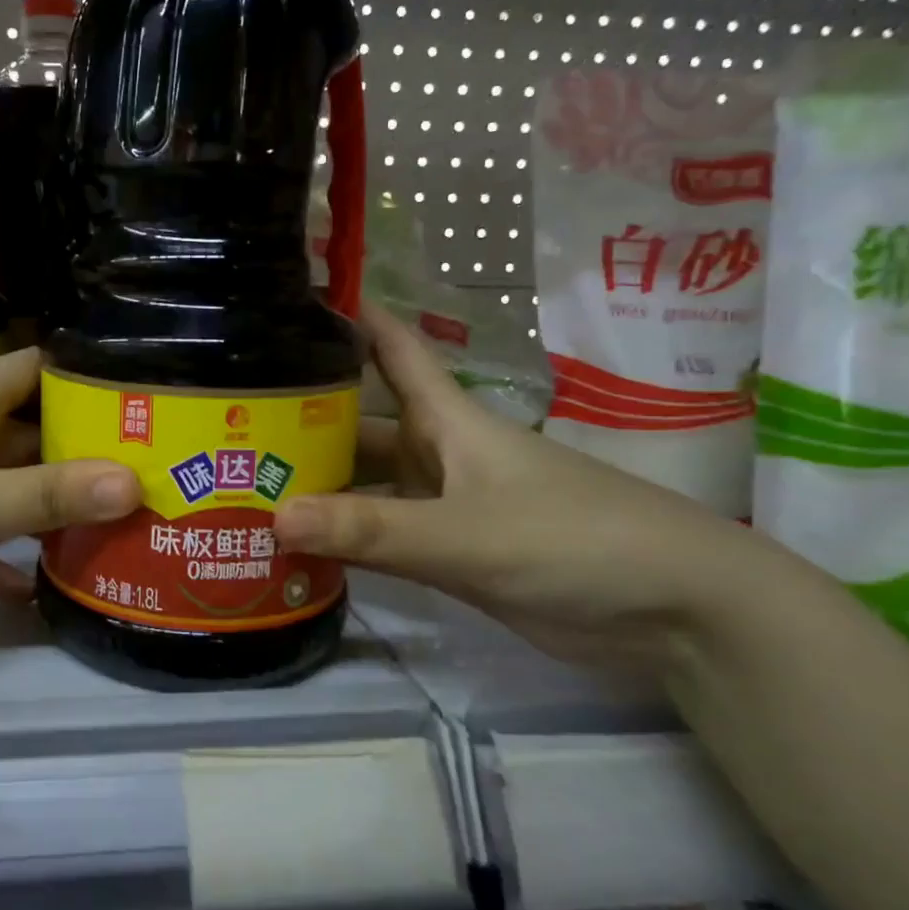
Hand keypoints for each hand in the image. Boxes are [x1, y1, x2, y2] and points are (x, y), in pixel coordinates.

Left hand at [0, 348, 139, 622]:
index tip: (133, 397)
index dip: (82, 374)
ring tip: (97, 530)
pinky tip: (24, 591)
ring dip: (36, 507)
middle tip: (135, 476)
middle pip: (23, 430)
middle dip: (73, 452)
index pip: (35, 368)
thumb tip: (134, 482)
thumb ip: (50, 495)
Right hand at [273, 303, 790, 670]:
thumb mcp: (466, 533)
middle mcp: (438, 454)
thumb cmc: (575, 541)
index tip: (291, 295)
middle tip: (229, 424)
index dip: (350, 316)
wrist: (679, 615)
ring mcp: (444, 506)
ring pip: (365, 484)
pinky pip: (380, 537)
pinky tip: (295, 547)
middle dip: (301, 421)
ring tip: (243, 489)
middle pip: (359, 424)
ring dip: (316, 487)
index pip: (392, 349)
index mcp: (447, 421)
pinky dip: (342, 540)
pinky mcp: (452, 554)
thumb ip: (373, 529)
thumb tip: (273, 515)